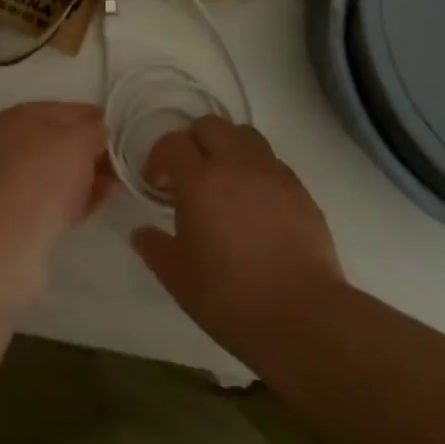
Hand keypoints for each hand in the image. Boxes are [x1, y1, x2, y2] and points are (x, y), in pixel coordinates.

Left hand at [0, 101, 113, 301]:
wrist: (2, 241)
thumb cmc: (42, 177)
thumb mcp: (79, 141)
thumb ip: (94, 131)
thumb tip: (98, 133)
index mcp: (20, 116)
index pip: (67, 110)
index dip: (95, 120)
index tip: (120, 135)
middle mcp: (9, 143)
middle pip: (60, 143)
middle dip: (91, 153)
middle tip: (119, 167)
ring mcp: (8, 180)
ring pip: (56, 173)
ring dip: (86, 178)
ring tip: (114, 189)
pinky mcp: (13, 214)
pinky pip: (50, 200)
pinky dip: (73, 201)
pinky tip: (94, 207)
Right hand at [131, 116, 344, 362]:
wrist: (304, 318)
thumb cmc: (231, 298)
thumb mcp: (178, 278)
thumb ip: (154, 247)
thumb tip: (141, 232)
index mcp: (200, 180)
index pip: (172, 143)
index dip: (159, 158)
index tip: (157, 185)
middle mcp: (237, 164)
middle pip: (209, 125)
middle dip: (192, 142)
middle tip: (188, 175)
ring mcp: (273, 173)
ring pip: (244, 135)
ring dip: (227, 147)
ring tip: (224, 180)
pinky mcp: (300, 189)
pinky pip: (271, 161)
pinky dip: (255, 169)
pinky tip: (254, 202)